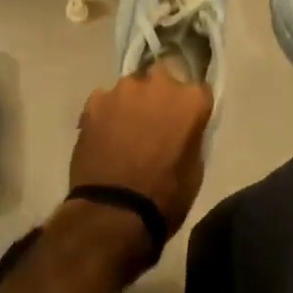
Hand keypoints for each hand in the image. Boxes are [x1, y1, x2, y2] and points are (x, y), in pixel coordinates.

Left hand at [70, 66, 211, 244]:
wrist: (114, 212)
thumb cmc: (165, 197)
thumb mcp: (195, 168)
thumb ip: (191, 134)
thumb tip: (182, 127)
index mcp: (190, 100)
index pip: (197, 91)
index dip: (190, 108)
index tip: (184, 122)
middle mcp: (159, 83)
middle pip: (162, 79)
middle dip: (159, 96)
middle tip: (153, 123)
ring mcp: (124, 89)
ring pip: (131, 88)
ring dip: (131, 103)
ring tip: (124, 131)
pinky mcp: (95, 100)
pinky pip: (105, 101)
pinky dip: (106, 113)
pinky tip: (103, 136)